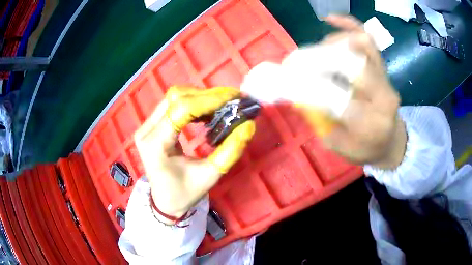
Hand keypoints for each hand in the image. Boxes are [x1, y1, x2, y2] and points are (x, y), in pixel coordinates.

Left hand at [134, 87, 255, 223]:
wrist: (165, 201)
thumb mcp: (210, 176)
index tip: (234, 98)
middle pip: (176, 98)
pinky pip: (173, 104)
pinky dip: (194, 103)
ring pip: (175, 97)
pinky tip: (209, 110)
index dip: (209, 100)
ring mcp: (146, 126)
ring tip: (224, 104)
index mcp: (155, 145)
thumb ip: (230, 151)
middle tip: (233, 99)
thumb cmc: (184, 193)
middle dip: (207, 95)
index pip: (181, 110)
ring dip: (201, 97)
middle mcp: (146, 130)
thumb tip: (248, 125)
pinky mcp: (152, 125)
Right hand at [304, 15, 405, 168]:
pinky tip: (330, 19)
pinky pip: (367, 39)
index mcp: (371, 122)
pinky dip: (349, 25)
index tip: (287, 80)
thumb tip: (296, 93)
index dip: (310, 86)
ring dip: (331, 44)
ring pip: (360, 46)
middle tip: (295, 62)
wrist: (391, 140)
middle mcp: (382, 94)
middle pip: (350, 64)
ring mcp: (384, 77)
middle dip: (318, 59)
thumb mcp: (338, 146)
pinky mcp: (382, 67)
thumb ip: (320, 121)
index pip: (339, 97)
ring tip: (314, 52)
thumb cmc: (365, 148)